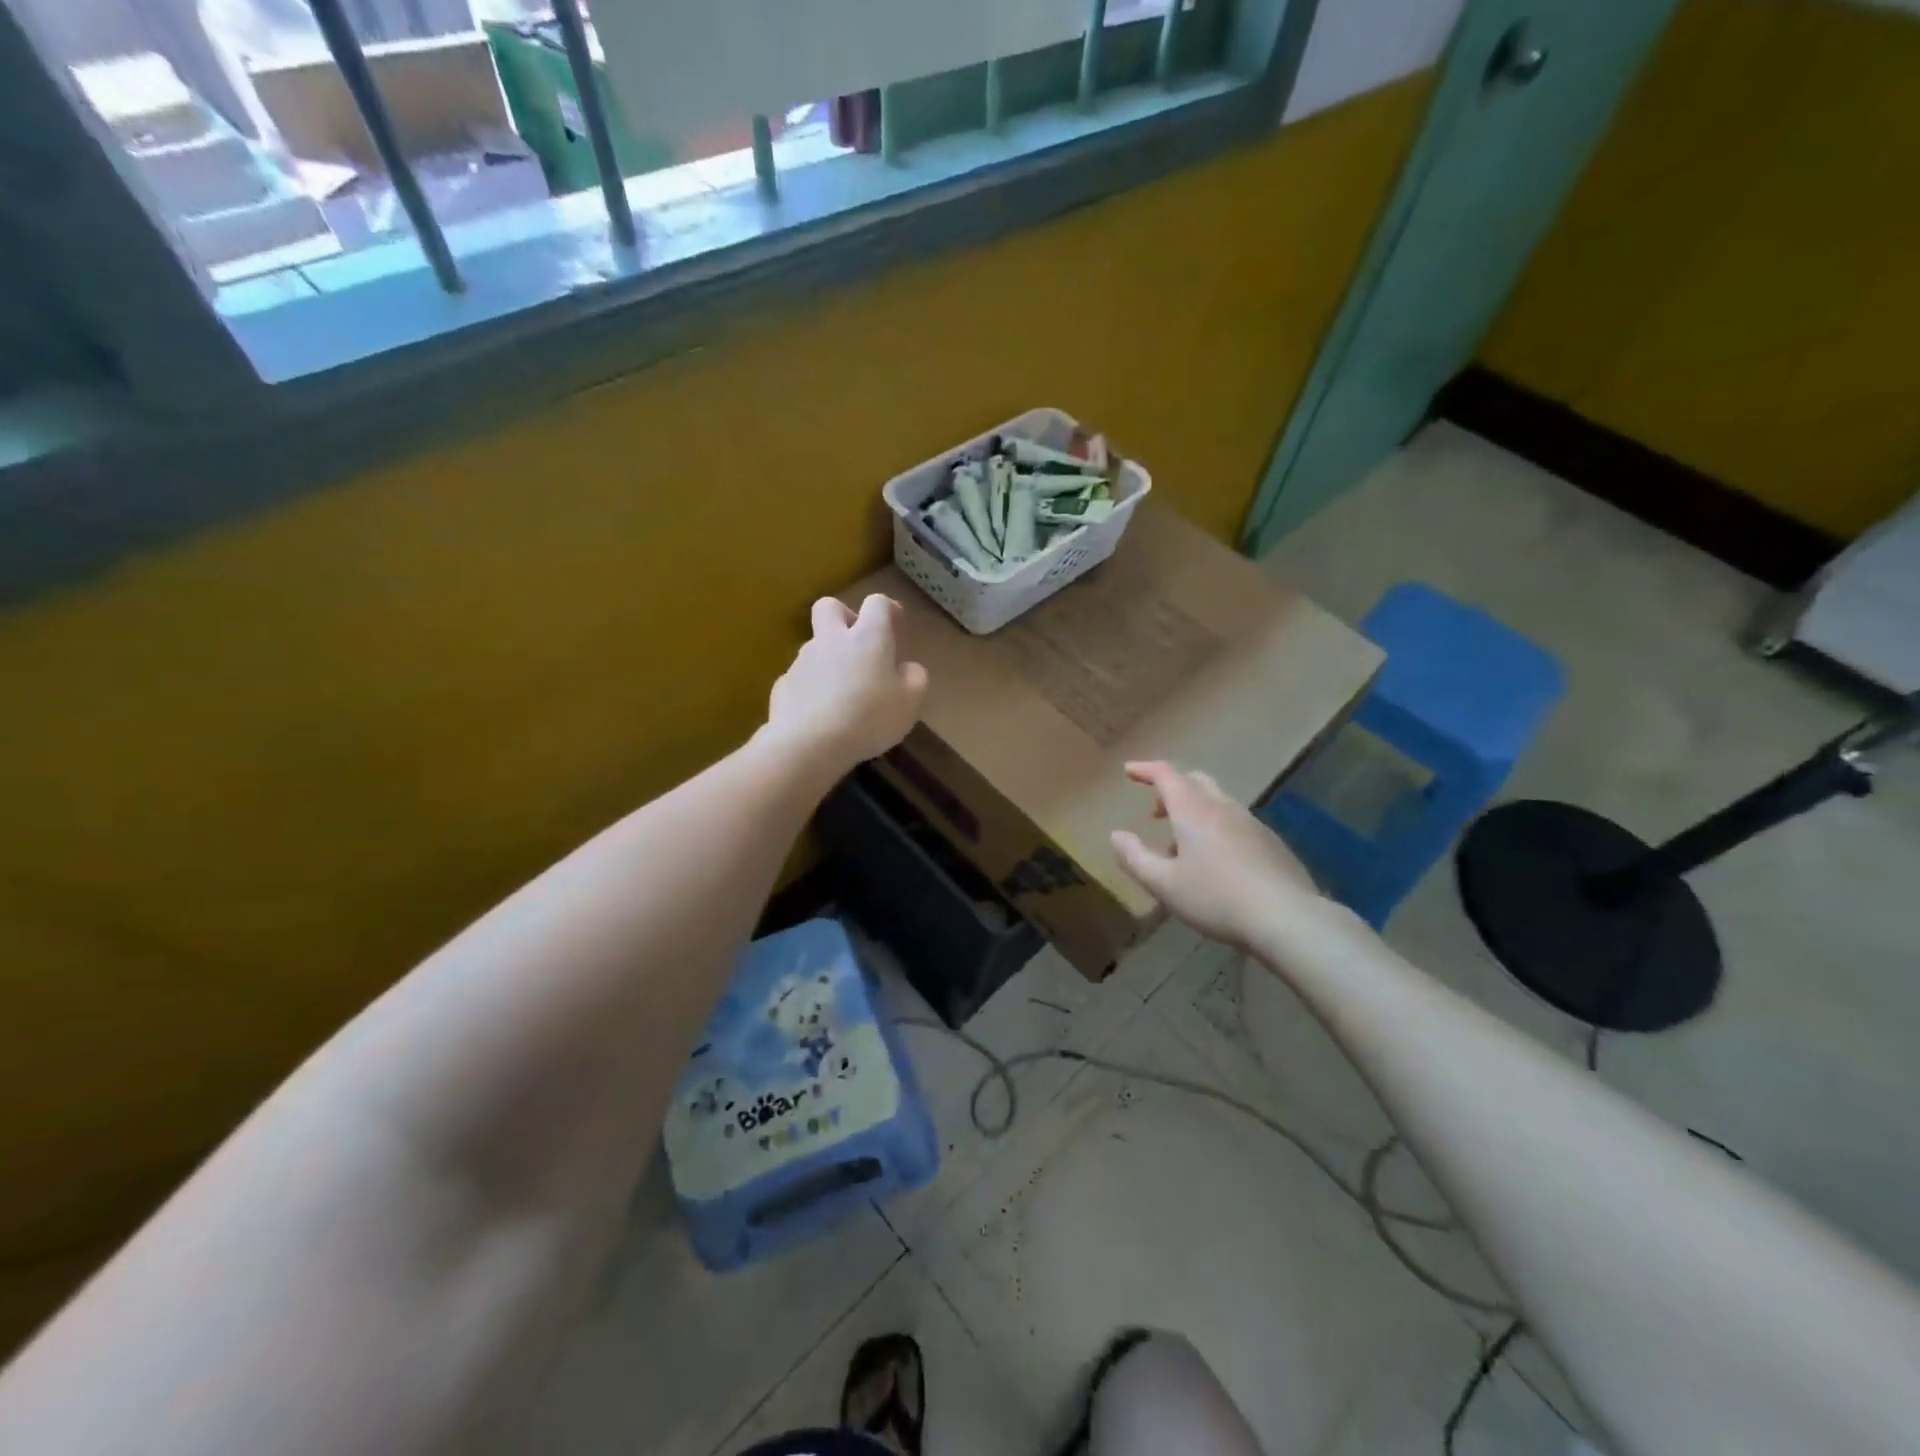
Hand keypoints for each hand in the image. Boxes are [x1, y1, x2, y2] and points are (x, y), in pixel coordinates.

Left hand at [766, 595, 928, 770]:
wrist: (807, 743)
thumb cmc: (868, 718)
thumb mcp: (910, 702)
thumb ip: (915, 678)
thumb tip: (908, 668)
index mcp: (868, 637)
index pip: (878, 603)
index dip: (888, 611)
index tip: (896, 629)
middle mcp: (832, 640)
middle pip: (830, 607)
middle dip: (845, 617)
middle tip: (859, 645)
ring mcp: (803, 661)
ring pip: (815, 646)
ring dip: (829, 660)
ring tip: (844, 695)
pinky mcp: (783, 685)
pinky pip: (801, 679)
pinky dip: (812, 689)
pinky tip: (821, 716)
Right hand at [1111, 760, 1320, 946]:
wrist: (1287, 917)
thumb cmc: (1216, 897)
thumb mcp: (1164, 884)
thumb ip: (1135, 858)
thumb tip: (1116, 835)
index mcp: (1194, 810)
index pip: (1166, 774)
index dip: (1145, 769)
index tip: (1129, 771)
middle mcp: (1223, 807)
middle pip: (1195, 781)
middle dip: (1171, 789)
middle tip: (1156, 812)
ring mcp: (1251, 823)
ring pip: (1217, 802)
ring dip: (1194, 812)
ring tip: (1181, 848)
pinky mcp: (1271, 842)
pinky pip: (1235, 822)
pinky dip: (1216, 828)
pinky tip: (1216, 863)